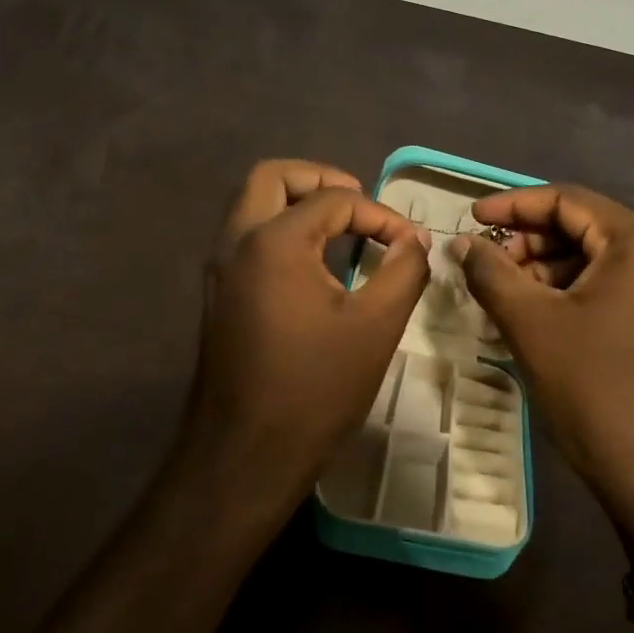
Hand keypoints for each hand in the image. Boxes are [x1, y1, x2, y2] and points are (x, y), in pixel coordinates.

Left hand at [181, 160, 431, 512]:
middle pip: (272, 177)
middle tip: (360, 201)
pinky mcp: (217, 293)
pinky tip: (315, 261)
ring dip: (296, 201)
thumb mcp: (376, 326)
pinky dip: (280, 228)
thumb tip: (416, 239)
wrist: (244, 455)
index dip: (380, 213)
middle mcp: (236, 241)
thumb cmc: (314, 389)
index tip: (410, 243)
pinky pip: (247, 236)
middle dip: (320, 179)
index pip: (333, 200)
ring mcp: (219, 268)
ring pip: (253, 204)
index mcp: (273, 241)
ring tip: (342, 225)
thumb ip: (403, 270)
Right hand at [450, 185, 633, 548]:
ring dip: (546, 269)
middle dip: (529, 241)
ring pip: (596, 260)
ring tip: (505, 294)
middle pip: (583, 227)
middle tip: (486, 264)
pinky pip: (613, 287)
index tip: (470, 218)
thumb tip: (463, 243)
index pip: (567, 200)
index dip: (513, 205)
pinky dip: (571, 292)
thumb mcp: (532, 325)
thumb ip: (491, 272)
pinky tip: (538, 315)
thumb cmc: (596, 390)